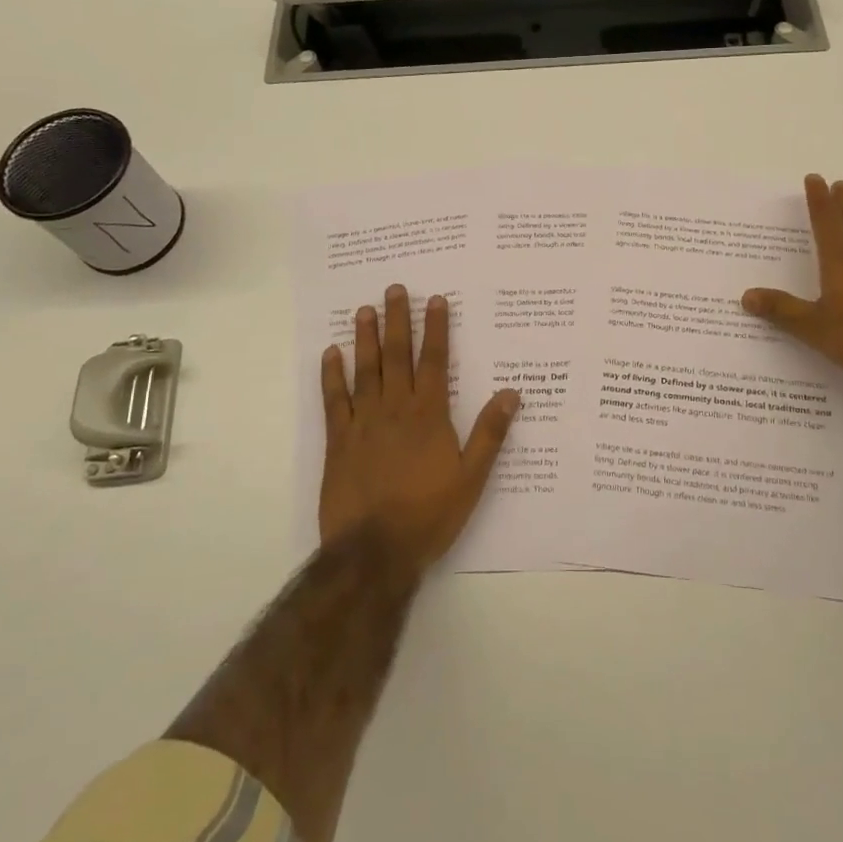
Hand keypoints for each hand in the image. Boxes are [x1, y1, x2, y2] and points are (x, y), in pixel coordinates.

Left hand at [319, 285, 518, 572]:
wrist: (374, 551)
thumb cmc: (429, 514)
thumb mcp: (471, 478)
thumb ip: (489, 433)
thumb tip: (511, 393)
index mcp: (429, 415)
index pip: (434, 361)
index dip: (436, 329)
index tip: (435, 299)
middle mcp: (395, 409)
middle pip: (396, 355)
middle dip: (397, 320)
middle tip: (394, 289)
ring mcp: (363, 422)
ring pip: (365, 370)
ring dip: (364, 338)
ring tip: (364, 309)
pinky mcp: (338, 441)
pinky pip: (334, 400)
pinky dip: (332, 375)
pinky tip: (331, 353)